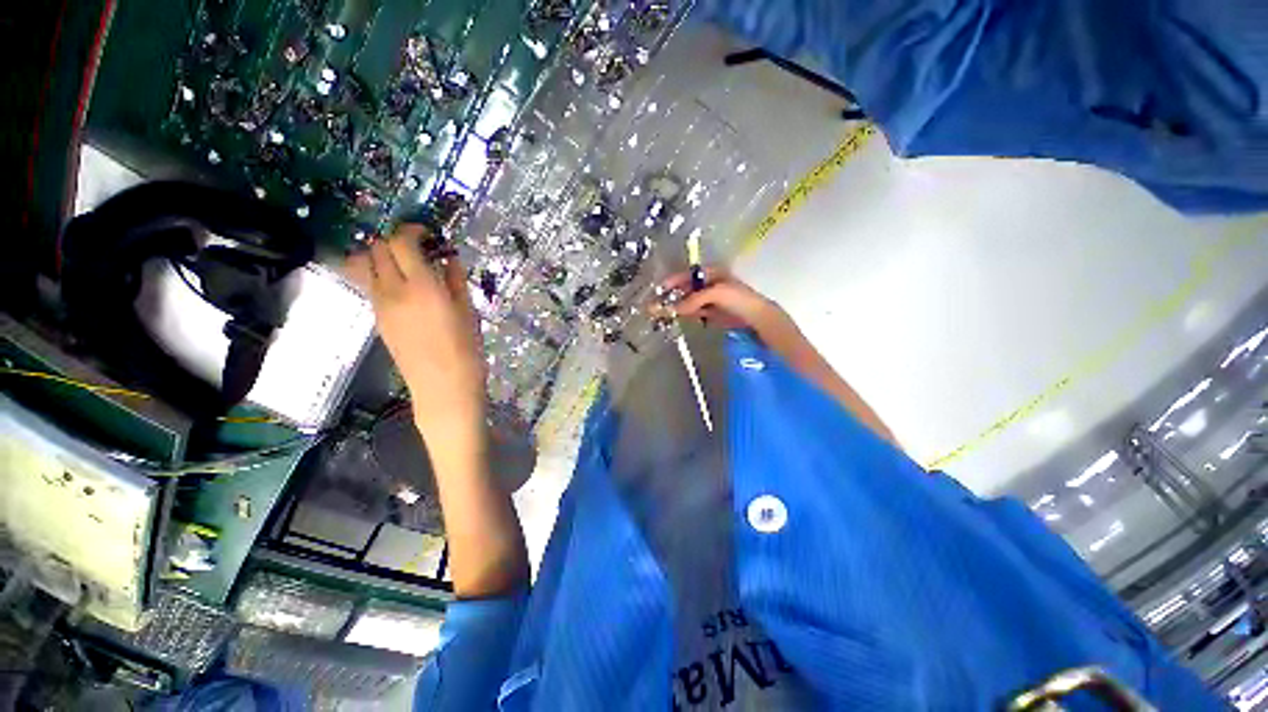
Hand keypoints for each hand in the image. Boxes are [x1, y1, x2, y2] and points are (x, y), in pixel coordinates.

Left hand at [344, 226, 484, 441]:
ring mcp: (379, 305)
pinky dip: (380, 275)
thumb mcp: (468, 312)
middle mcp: (393, 290)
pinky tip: (404, 288)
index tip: (427, 234)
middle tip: (418, 249)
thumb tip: (448, 258)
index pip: (401, 242)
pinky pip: (369, 285)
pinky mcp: (376, 318)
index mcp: (423, 287)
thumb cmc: (466, 350)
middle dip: (395, 241)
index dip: (412, 230)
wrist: (443, 386)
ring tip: (404, 266)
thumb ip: (455, 280)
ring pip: (363, 264)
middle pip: (376, 248)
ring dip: (380, 256)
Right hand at [664, 267, 795, 341]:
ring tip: (662, 311)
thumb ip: (694, 300)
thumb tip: (675, 308)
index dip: (673, 280)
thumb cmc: (738, 299)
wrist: (756, 318)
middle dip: (672, 295)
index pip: (688, 275)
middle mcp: (709, 285)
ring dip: (677, 306)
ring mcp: (711, 300)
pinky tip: (677, 316)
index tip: (660, 288)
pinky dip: (686, 314)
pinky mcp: (712, 313)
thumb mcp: (716, 293)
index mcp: (711, 274)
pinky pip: (695, 312)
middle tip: (657, 304)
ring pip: (689, 302)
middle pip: (686, 289)